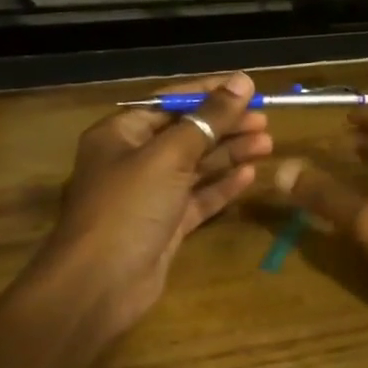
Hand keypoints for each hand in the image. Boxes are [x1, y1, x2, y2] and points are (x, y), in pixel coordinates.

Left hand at [26, 72, 270, 340]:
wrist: (99, 286)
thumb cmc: (128, 208)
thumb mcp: (169, 155)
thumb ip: (209, 118)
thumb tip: (242, 81)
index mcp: (121, 133)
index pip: (171, 101)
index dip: (210, 92)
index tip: (249, 88)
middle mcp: (133, 160)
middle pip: (186, 133)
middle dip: (225, 125)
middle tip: (265, 120)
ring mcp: (149, 195)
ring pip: (196, 166)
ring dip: (230, 153)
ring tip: (268, 144)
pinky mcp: (164, 226)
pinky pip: (198, 198)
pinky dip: (222, 186)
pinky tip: (250, 175)